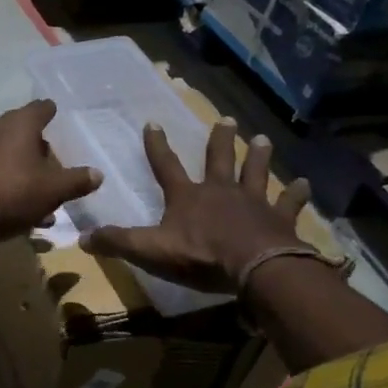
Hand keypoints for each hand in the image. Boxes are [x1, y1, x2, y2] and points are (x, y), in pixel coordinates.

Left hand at [0, 100, 101, 256]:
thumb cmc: (12, 193)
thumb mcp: (53, 189)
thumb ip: (77, 180)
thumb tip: (98, 174)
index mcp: (19, 124)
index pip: (41, 108)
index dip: (53, 112)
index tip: (62, 118)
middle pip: (25, 133)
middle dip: (43, 147)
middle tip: (61, 161)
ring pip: (13, 159)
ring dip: (30, 173)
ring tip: (50, 194)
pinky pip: (0, 178)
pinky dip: (15, 189)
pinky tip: (30, 213)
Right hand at [82, 121, 312, 294]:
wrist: (255, 267)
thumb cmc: (200, 256)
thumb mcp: (150, 251)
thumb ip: (118, 242)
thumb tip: (83, 238)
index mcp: (187, 197)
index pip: (166, 166)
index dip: (157, 146)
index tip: (153, 122)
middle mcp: (220, 191)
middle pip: (218, 160)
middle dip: (219, 140)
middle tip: (226, 120)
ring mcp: (253, 202)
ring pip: (255, 172)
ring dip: (258, 156)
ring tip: (261, 139)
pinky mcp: (279, 219)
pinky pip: (288, 203)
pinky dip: (296, 194)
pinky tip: (304, 184)